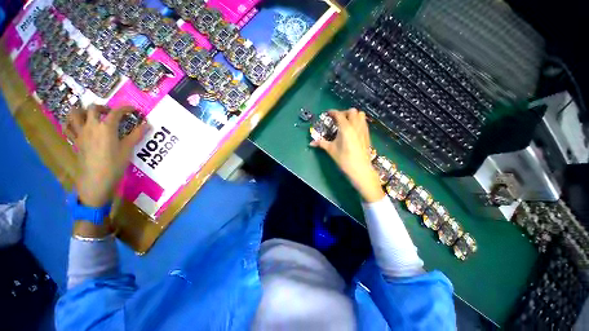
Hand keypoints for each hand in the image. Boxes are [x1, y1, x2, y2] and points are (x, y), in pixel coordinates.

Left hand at [64, 105, 147, 207]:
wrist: (96, 179)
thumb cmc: (114, 164)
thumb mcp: (128, 150)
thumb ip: (136, 135)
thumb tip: (147, 125)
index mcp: (106, 128)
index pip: (116, 112)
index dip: (125, 108)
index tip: (133, 110)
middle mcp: (91, 126)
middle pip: (93, 108)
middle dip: (104, 107)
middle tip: (111, 113)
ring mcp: (80, 133)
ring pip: (75, 113)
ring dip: (83, 110)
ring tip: (91, 115)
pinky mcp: (75, 141)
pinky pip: (68, 127)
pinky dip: (71, 122)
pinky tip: (78, 125)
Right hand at [310, 109, 384, 202]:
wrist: (360, 169)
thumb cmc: (344, 159)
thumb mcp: (331, 150)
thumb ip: (321, 143)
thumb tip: (311, 143)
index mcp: (345, 128)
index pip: (339, 114)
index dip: (332, 112)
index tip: (328, 114)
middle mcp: (355, 126)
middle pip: (352, 111)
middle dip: (344, 112)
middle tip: (337, 119)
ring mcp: (363, 130)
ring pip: (361, 115)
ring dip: (353, 115)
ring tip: (346, 122)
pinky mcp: (367, 134)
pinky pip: (364, 122)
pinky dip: (358, 121)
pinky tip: (353, 129)